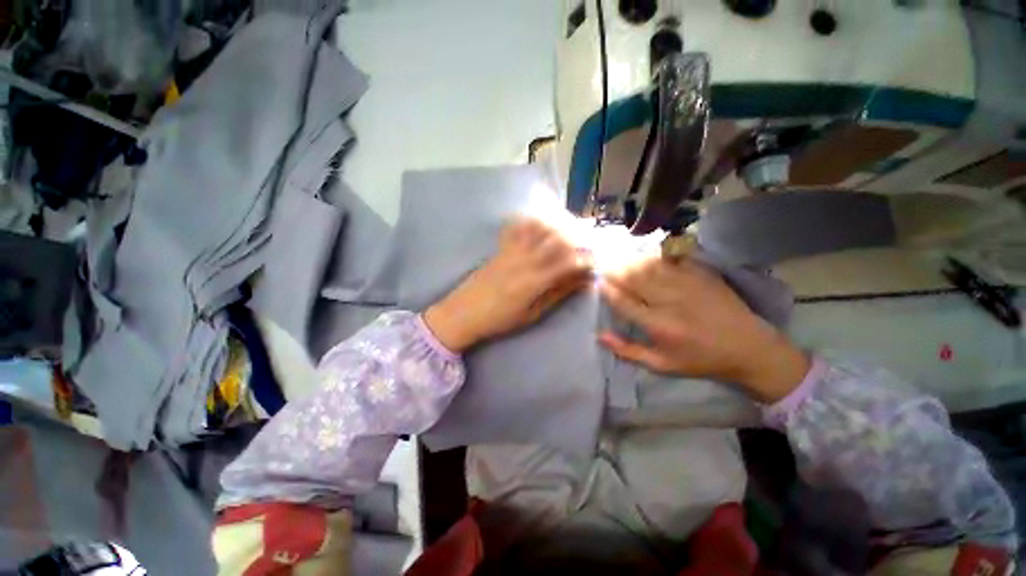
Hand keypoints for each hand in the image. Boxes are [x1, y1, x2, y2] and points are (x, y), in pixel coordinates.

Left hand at [423, 218, 592, 351]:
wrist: (464, 312)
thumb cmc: (500, 319)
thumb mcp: (533, 313)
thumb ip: (557, 294)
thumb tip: (582, 282)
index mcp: (535, 280)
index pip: (569, 263)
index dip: (586, 260)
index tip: (595, 264)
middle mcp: (526, 260)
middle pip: (557, 239)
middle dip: (578, 238)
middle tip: (588, 244)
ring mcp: (512, 250)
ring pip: (540, 228)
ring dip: (558, 225)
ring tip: (570, 231)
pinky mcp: (501, 247)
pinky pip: (517, 226)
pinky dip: (532, 220)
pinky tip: (541, 221)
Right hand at [598, 256, 809, 402]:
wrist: (750, 349)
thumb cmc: (701, 360)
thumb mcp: (661, 365)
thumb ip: (628, 351)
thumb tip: (599, 336)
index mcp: (658, 325)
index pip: (623, 302)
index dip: (608, 291)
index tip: (599, 283)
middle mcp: (668, 301)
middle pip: (633, 279)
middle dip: (615, 272)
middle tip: (604, 268)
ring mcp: (686, 285)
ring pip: (649, 267)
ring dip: (631, 262)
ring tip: (620, 261)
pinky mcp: (702, 275)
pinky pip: (672, 260)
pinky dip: (655, 257)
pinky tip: (647, 257)